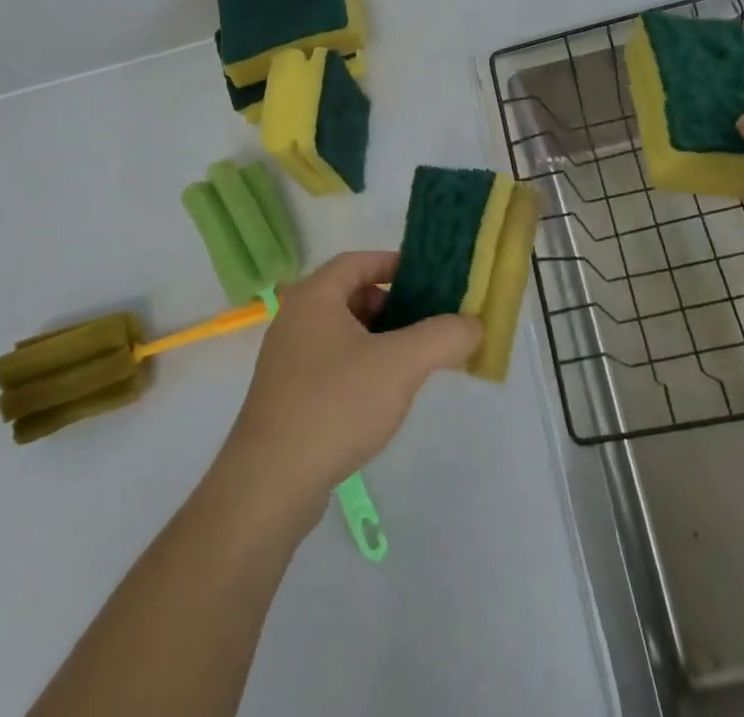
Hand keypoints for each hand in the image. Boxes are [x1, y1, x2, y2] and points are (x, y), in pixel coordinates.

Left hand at [220, 252, 479, 511]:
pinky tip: (379, 399)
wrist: (270, 483)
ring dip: (376, 340)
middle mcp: (294, 319)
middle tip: (425, 325)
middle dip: (390, 306)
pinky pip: (330, 364)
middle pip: (350, 296)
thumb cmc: (335, 404)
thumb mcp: (400, 364)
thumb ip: (442, 337)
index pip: (357, 261)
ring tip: (410, 364)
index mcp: (313, 297)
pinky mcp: (286, 396)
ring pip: (341, 333)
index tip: (427, 281)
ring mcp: (286, 359)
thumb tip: (473, 324)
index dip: (393, 264)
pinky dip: (358, 367)